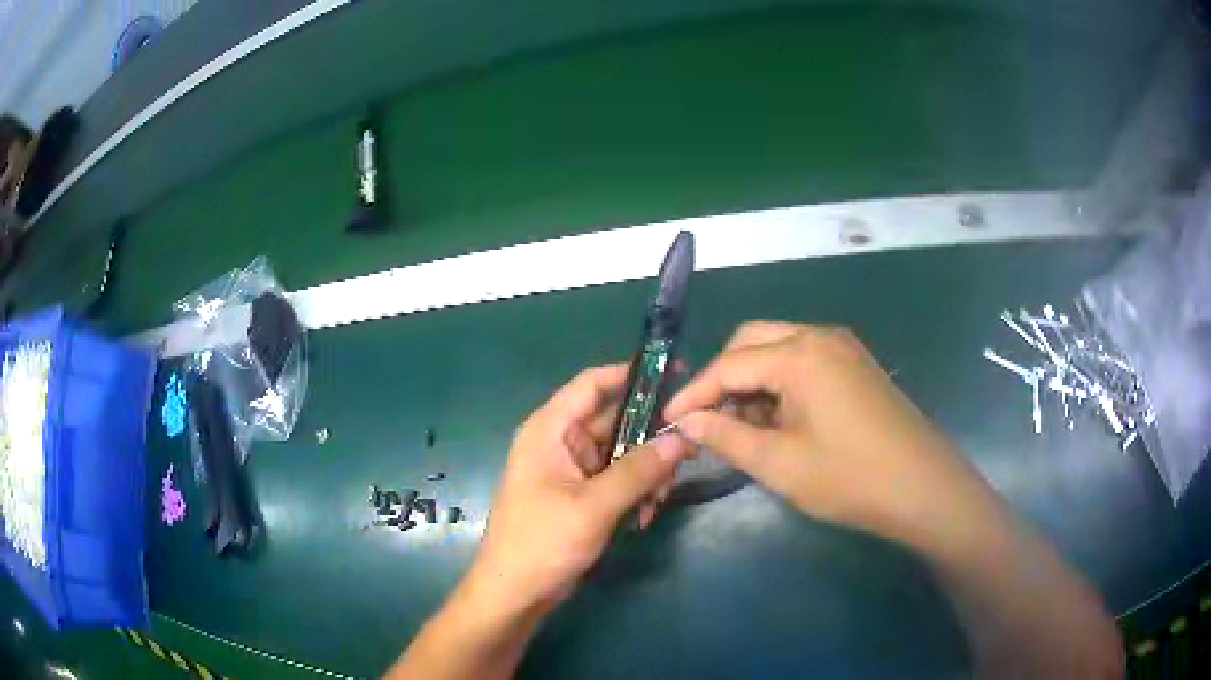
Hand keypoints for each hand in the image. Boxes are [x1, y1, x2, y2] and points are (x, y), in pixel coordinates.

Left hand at [466, 364, 695, 618]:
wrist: (515, 593)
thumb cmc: (543, 542)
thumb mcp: (593, 506)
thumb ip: (639, 470)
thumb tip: (682, 437)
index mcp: (550, 430)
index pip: (592, 384)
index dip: (632, 374)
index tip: (676, 376)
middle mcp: (560, 442)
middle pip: (615, 420)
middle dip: (650, 438)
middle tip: (688, 452)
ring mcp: (570, 470)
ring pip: (621, 453)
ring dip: (646, 472)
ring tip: (660, 499)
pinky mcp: (580, 494)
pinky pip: (617, 479)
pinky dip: (635, 491)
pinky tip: (645, 515)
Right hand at [664, 321, 1003, 551]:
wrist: (923, 487)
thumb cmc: (849, 478)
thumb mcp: (779, 464)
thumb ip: (726, 436)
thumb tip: (686, 421)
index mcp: (799, 355)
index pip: (728, 364)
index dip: (693, 393)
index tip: (667, 419)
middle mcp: (820, 336)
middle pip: (752, 341)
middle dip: (723, 377)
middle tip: (706, 419)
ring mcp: (843, 348)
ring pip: (779, 349)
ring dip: (753, 380)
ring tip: (742, 425)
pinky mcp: (857, 365)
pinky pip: (804, 360)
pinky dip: (781, 383)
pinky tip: (780, 419)